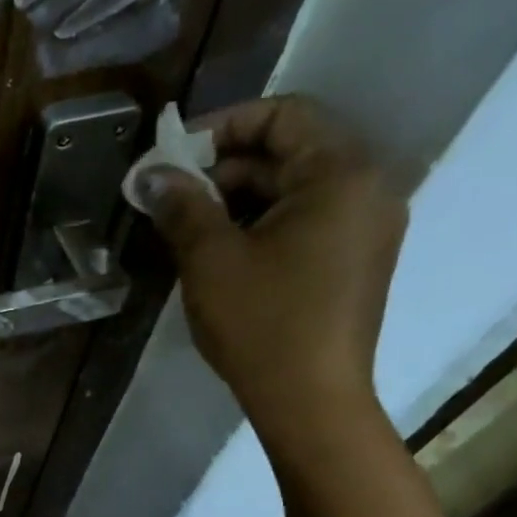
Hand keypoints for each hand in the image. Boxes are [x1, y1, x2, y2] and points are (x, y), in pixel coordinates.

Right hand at [130, 95, 406, 449]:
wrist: (311, 403)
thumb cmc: (263, 323)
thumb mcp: (210, 258)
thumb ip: (181, 204)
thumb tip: (150, 173)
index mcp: (341, 175)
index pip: (284, 114)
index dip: (222, 126)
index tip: (173, 155)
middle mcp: (367, 190)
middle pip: (290, 150)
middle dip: (223, 165)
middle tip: (170, 194)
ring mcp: (364, 228)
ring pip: (293, 187)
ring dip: (237, 196)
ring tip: (186, 224)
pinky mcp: (354, 260)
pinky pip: (305, 219)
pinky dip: (260, 222)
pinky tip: (219, 249)